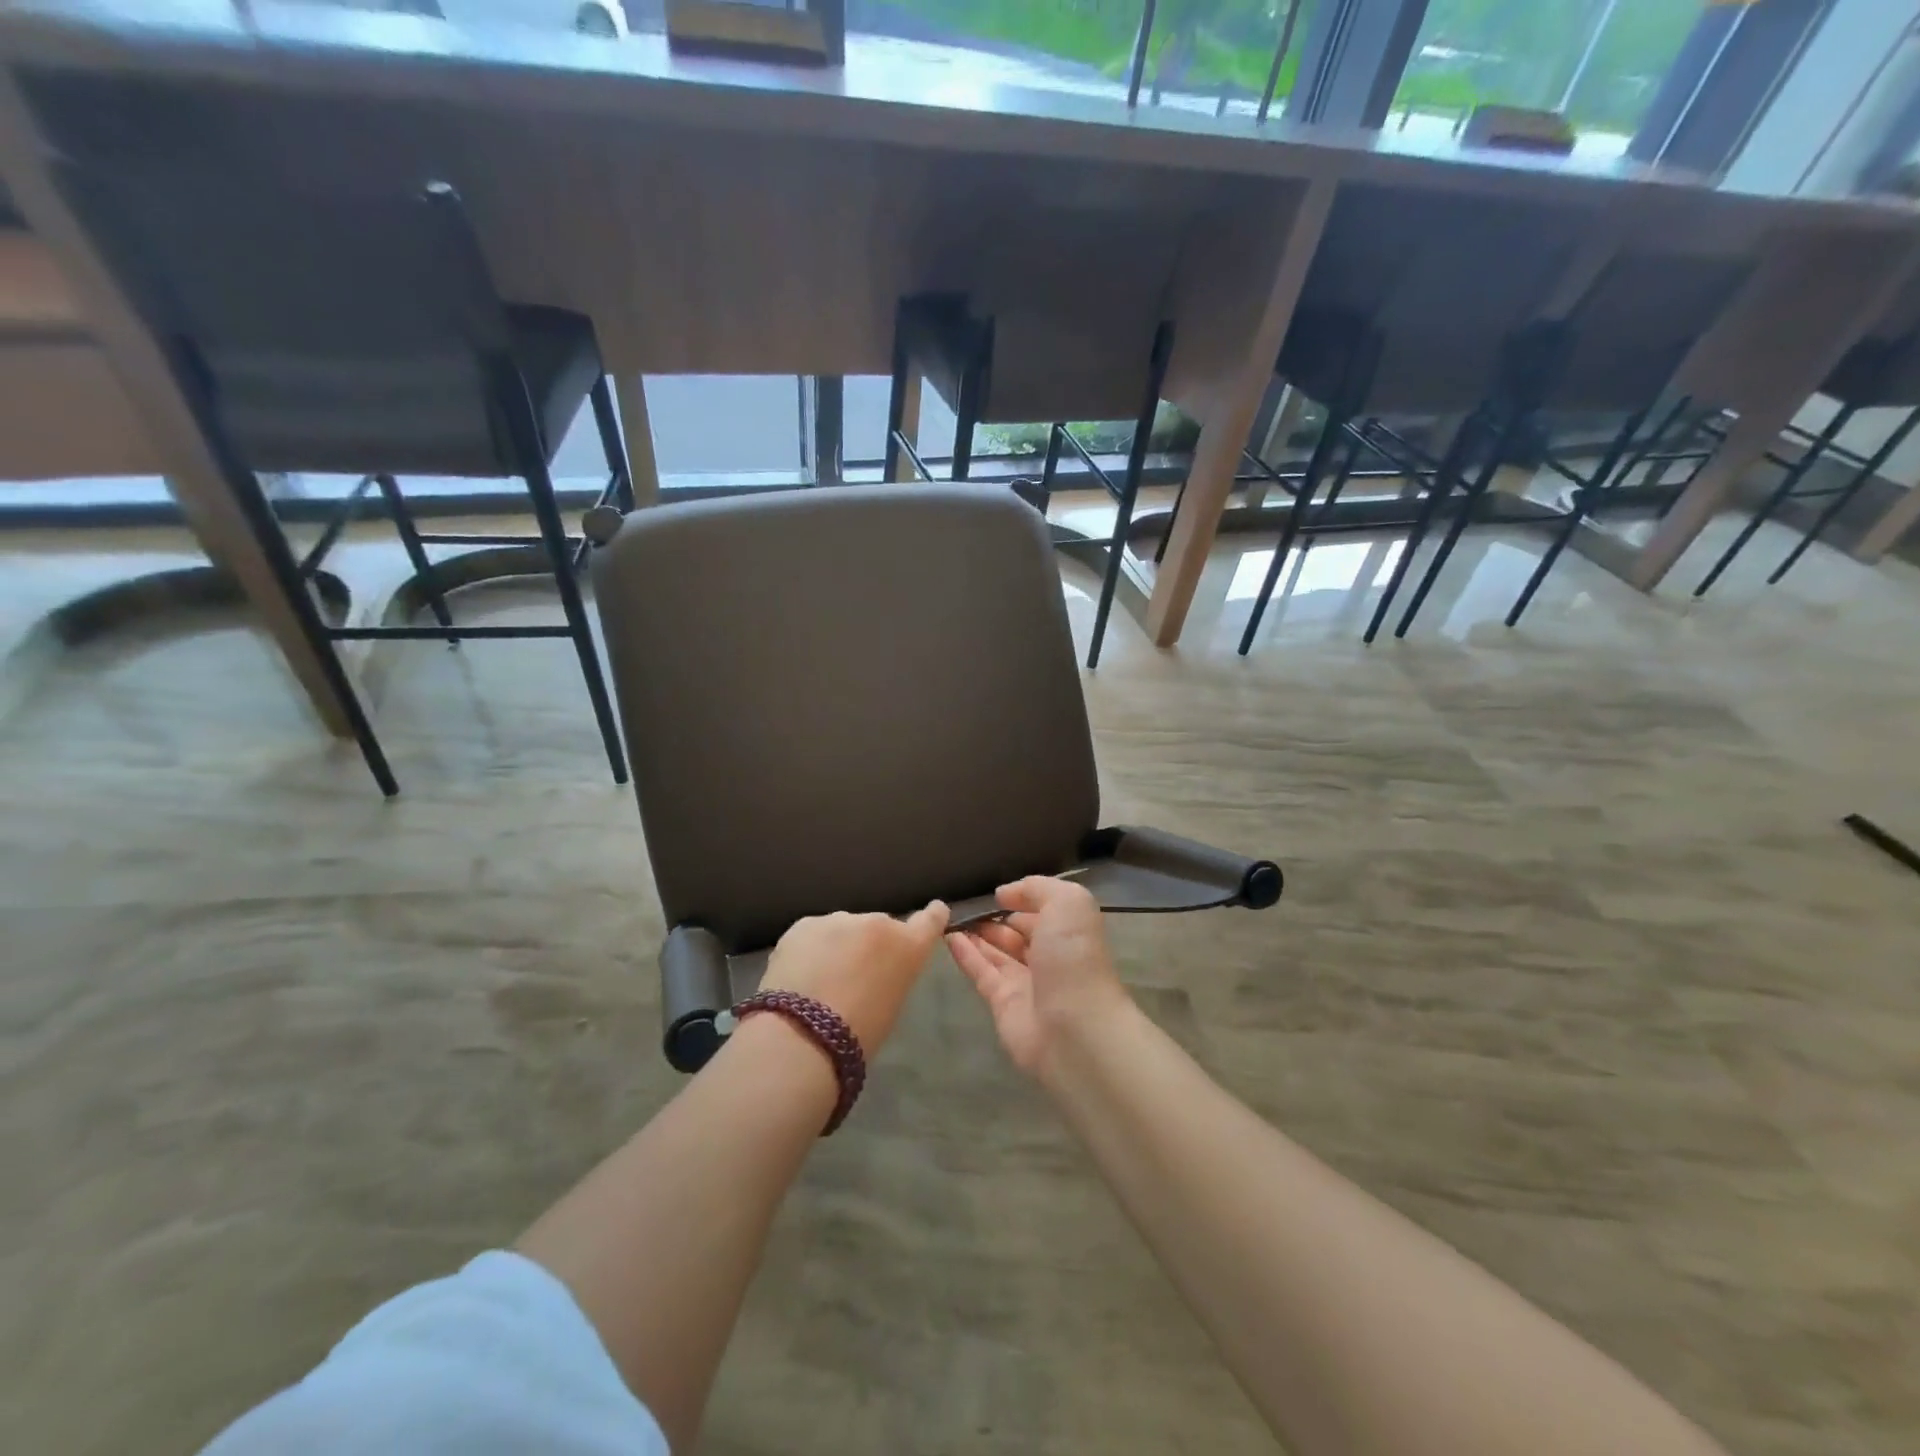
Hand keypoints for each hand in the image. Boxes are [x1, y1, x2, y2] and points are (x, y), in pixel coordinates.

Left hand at [760, 903, 949, 1052]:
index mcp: (908, 946)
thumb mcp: (892, 1003)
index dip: (932, 916)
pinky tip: (799, 975)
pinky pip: (814, 934)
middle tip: (854, 974)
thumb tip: (880, 966)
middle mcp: (878, 923)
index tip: (933, 912)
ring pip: (843, 929)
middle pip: (879, 927)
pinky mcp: (805, 923)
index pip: (931, 919)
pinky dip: (810, 949)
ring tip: (821, 978)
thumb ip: (893, 972)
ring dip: (839, 945)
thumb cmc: (858, 1035)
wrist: (801, 1037)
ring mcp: (839, 919)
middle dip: (871, 944)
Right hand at [946, 876, 1131, 1075]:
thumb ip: (1037, 888)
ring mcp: (1026, 981)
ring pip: (997, 952)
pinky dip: (964, 953)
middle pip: (1018, 932)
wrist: (1074, 1028)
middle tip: (965, 904)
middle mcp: (1050, 955)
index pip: (1042, 910)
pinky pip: (980, 971)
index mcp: (1069, 931)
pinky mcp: (1002, 1002)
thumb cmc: (1073, 957)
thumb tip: (1005, 894)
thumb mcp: (1067, 903)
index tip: (994, 892)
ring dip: (976, 934)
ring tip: (950, 916)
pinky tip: (947, 936)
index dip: (1020, 899)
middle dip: (996, 918)